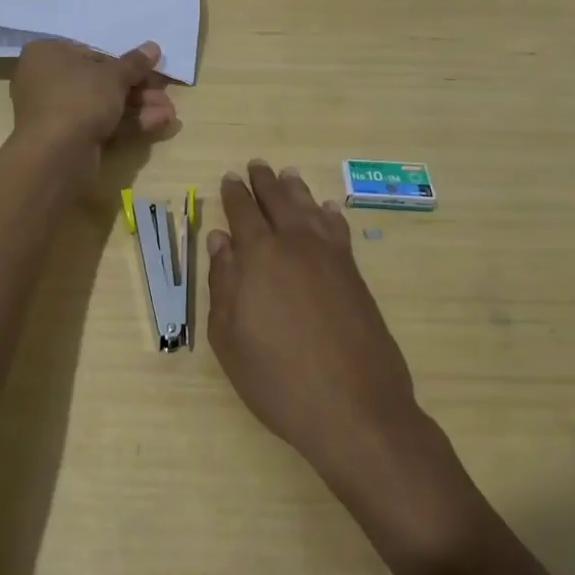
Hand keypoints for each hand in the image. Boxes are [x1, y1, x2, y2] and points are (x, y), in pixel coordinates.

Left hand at [9, 40, 174, 150]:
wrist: (56, 156)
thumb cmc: (79, 98)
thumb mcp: (113, 76)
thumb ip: (135, 63)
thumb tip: (152, 47)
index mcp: (48, 53)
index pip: (92, 53)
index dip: (126, 64)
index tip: (152, 70)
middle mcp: (46, 79)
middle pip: (100, 81)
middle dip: (138, 90)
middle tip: (165, 95)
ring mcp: (56, 112)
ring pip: (103, 105)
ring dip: (139, 107)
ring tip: (170, 114)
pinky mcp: (67, 138)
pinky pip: (99, 124)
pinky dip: (128, 123)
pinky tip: (159, 124)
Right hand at [206, 162, 424, 489]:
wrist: (355, 409)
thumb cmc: (278, 378)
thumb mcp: (229, 338)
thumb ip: (222, 282)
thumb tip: (220, 240)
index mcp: (259, 255)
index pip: (243, 212)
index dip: (234, 193)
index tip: (230, 177)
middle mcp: (295, 244)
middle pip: (278, 200)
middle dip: (264, 181)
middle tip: (257, 165)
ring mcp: (330, 257)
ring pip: (309, 208)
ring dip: (296, 189)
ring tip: (288, 174)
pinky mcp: (355, 275)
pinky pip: (339, 230)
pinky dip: (330, 214)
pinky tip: (327, 210)